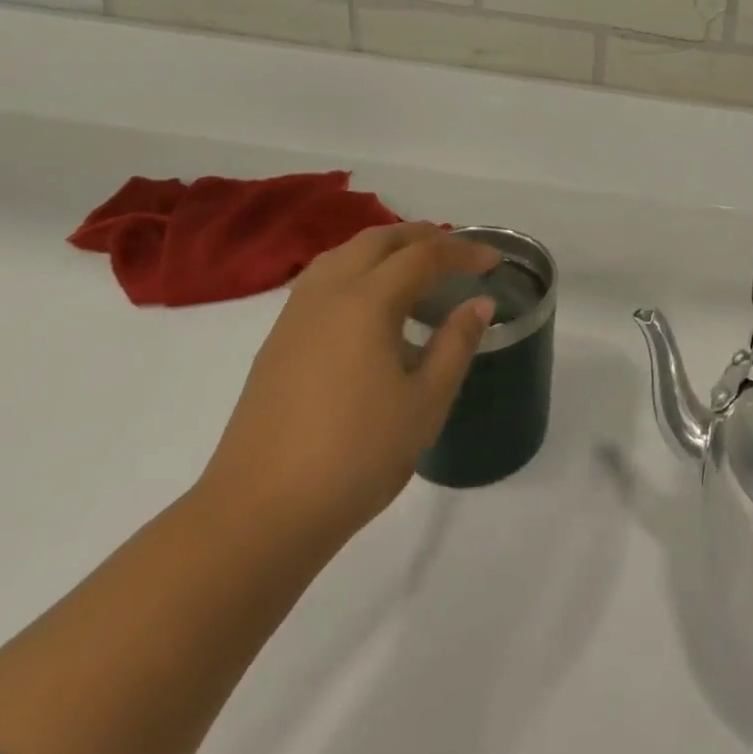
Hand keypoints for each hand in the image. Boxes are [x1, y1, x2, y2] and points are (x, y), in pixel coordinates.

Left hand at [198, 223, 500, 544]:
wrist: (258, 516)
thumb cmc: (355, 457)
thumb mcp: (425, 402)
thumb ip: (456, 344)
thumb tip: (479, 303)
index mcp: (366, 303)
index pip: (423, 256)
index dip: (464, 251)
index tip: (494, 261)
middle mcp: (327, 295)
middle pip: (377, 241)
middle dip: (422, 237)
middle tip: (458, 253)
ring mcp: (294, 318)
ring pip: (343, 255)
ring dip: (385, 249)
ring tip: (415, 268)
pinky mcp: (276, 343)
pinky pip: (322, 280)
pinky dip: (356, 270)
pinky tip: (370, 305)